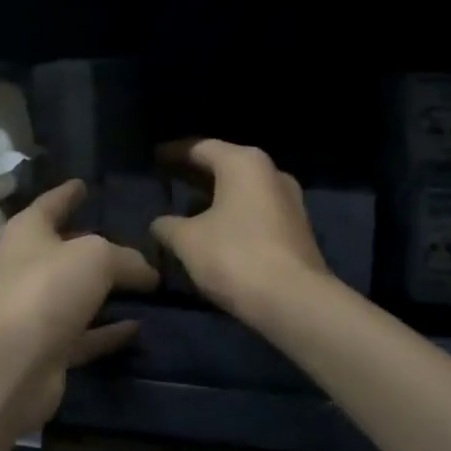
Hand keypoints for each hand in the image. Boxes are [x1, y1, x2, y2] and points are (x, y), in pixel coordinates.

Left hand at [0, 181, 159, 432]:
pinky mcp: (49, 349)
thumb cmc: (48, 288)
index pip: (51, 203)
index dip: (68, 193)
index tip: (84, 184)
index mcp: (28, 232)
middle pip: (65, 250)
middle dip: (94, 245)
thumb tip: (147, 273)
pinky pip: (86, 334)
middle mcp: (28, 267)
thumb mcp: (96, 257)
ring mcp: (37, 310)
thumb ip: (126, 258)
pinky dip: (109, 331)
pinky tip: (139, 326)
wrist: (12, 363)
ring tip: (146, 283)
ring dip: (106, 291)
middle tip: (133, 239)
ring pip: (77, 294)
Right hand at [152, 140, 329, 323]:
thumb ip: (167, 225)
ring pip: (242, 189)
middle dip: (195, 174)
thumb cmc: (235, 256)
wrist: (294, 303)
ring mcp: (290, 201)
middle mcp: (271, 172)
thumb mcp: (187, 240)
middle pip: (225, 165)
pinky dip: (232, 214)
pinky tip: (214, 230)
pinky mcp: (297, 230)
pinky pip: (255, 211)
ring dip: (215, 196)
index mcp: (243, 163)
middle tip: (167, 178)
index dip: (173, 152)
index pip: (200, 147)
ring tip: (187, 208)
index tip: (153, 157)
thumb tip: (160, 223)